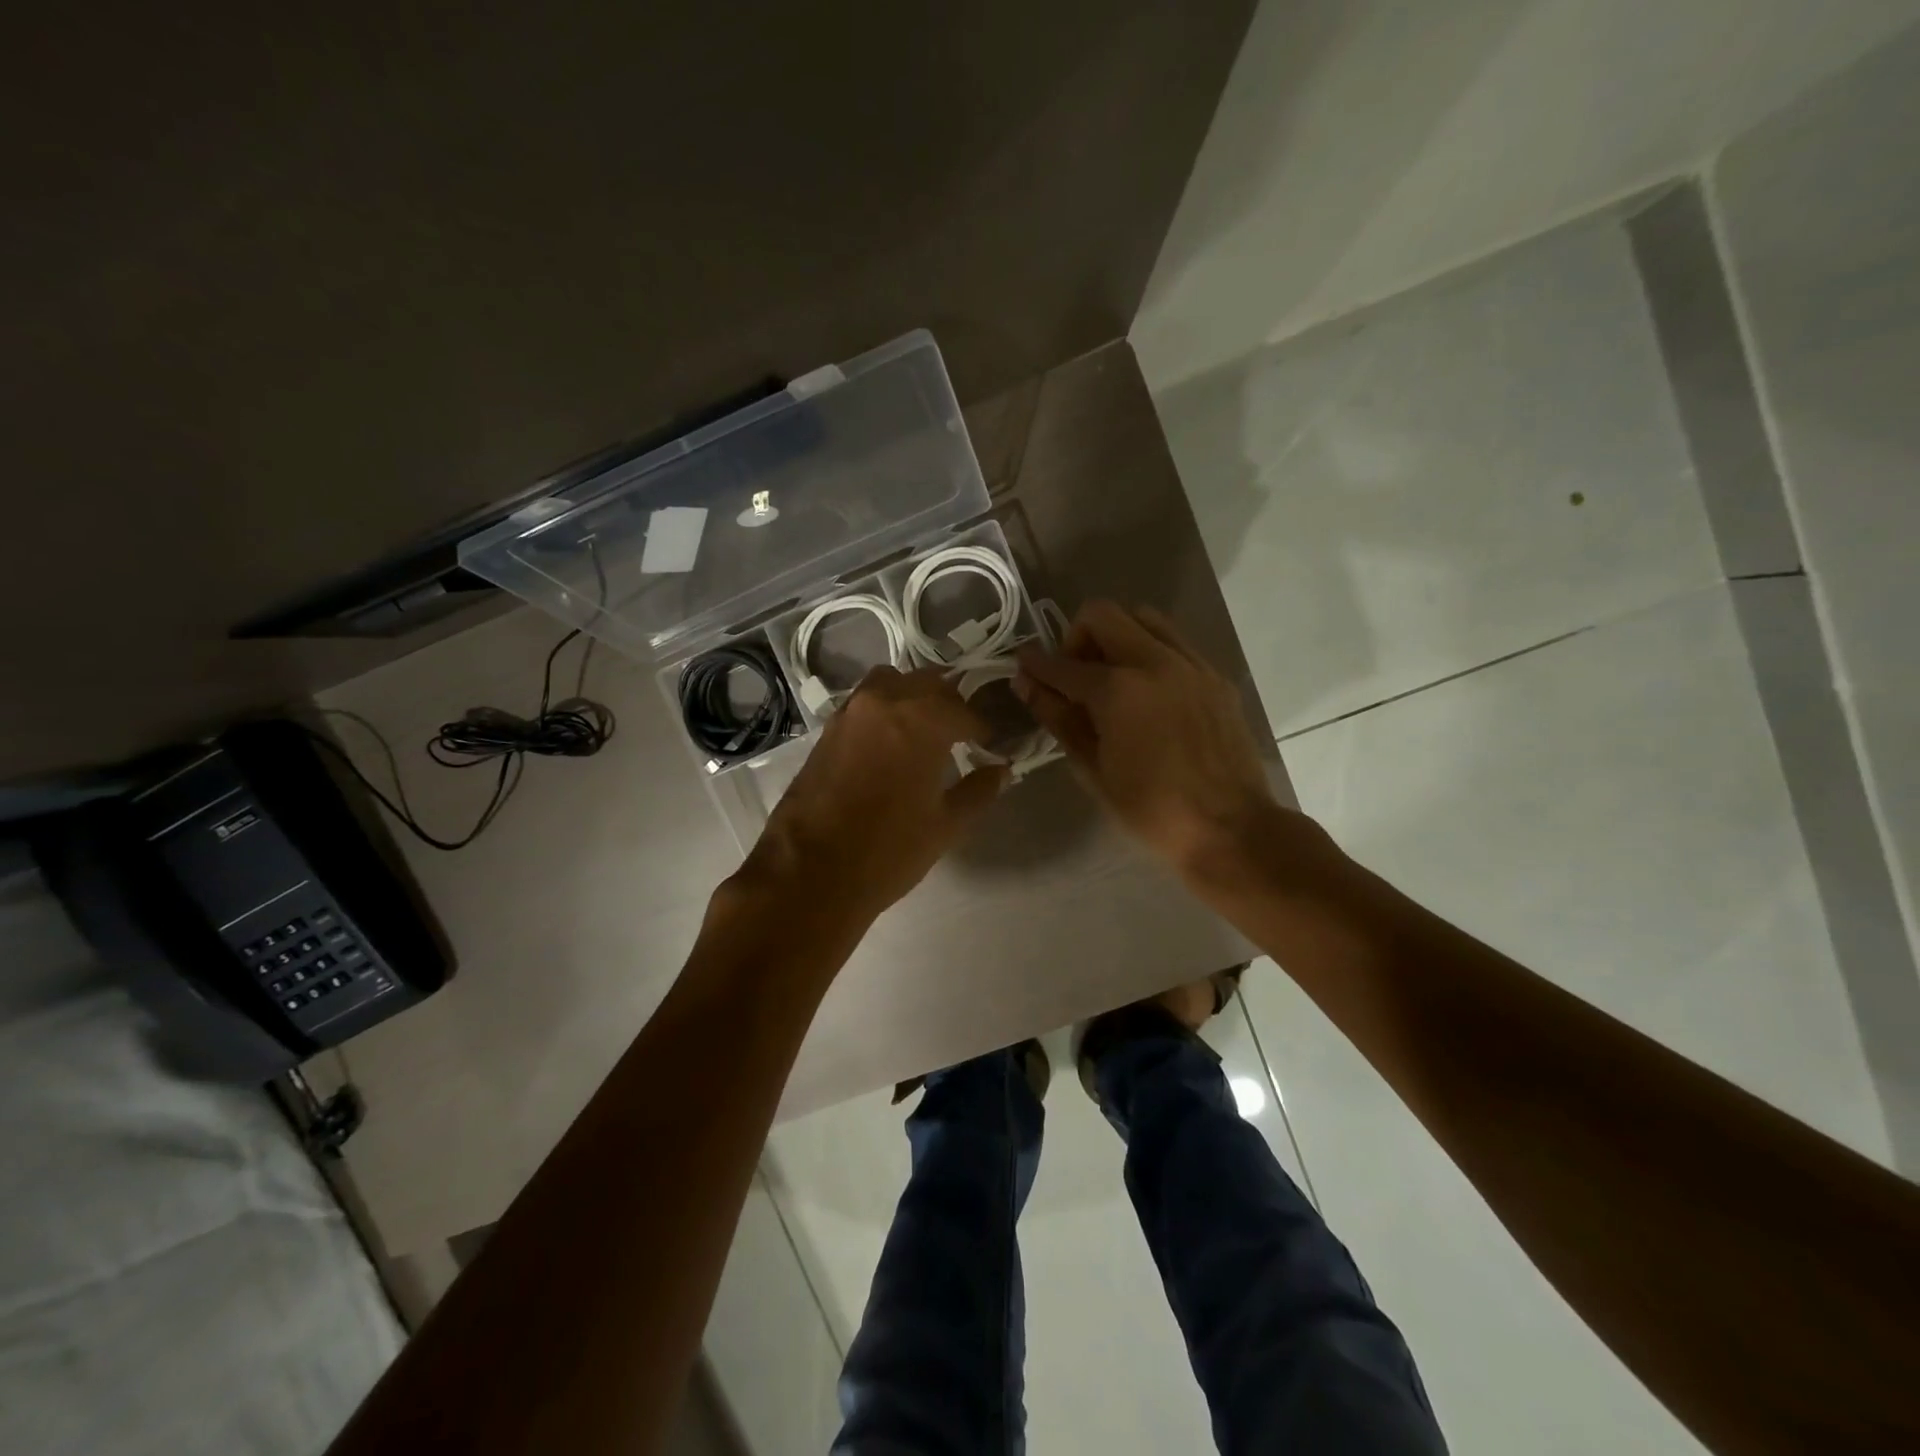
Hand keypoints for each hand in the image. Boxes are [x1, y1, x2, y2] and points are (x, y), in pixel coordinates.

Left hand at [734, 667, 1006, 926]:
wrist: (809, 872)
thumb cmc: (888, 850)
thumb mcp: (946, 826)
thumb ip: (978, 791)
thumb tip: (1001, 771)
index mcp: (922, 720)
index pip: (964, 711)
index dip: (982, 728)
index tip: (990, 745)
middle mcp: (885, 702)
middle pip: (928, 684)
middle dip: (950, 704)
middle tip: (961, 734)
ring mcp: (850, 712)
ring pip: (892, 683)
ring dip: (913, 697)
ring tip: (924, 730)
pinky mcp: (826, 730)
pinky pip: (865, 703)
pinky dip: (885, 710)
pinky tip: (891, 743)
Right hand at [1015, 601, 1278, 876]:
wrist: (1230, 828)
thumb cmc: (1151, 809)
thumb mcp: (1093, 769)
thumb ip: (1058, 718)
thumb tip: (1027, 684)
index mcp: (1118, 690)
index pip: (1062, 664)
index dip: (1035, 664)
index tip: (1023, 666)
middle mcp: (1155, 662)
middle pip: (1102, 614)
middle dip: (1077, 638)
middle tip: (1075, 676)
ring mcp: (1191, 664)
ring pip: (1143, 616)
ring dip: (1117, 635)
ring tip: (1112, 677)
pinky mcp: (1215, 676)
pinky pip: (1175, 641)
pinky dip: (1151, 651)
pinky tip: (1149, 692)